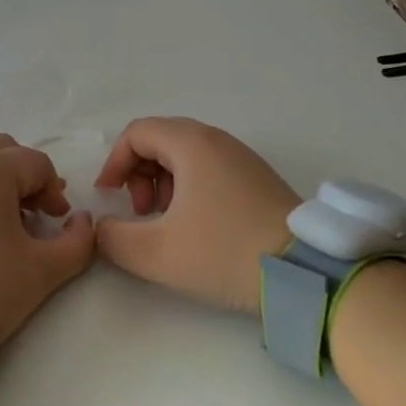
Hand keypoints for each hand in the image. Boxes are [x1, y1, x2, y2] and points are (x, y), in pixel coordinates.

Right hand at [93, 117, 298, 314]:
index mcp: (191, 144)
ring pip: (185, 155)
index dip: (114, 162)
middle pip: (160, 140)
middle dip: (138, 173)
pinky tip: (195, 226)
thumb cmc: (224, 252)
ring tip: (166, 222)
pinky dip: (189, 188)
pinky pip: (209, 168)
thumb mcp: (157, 253)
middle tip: (140, 212)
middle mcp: (216, 140)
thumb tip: (102, 227)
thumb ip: (114, 238)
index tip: (108, 197)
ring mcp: (241, 157)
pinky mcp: (257, 178)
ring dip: (162, 183)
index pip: (137, 133)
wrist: (304, 272)